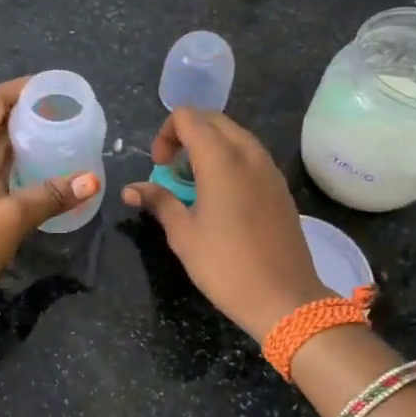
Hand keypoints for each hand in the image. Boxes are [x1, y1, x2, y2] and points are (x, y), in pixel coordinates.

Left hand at [0, 77, 98, 305]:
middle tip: (73, 113)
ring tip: (69, 136)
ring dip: (31, 141)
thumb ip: (51, 195)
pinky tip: (53, 171)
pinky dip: (27, 167)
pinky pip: (5, 173)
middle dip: (33, 113)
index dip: (24, 88)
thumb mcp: (11, 216)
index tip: (58, 87)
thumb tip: (93, 181)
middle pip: (0, 122)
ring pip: (4, 149)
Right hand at [121, 109, 328, 340]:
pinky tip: (221, 197)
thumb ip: (158, 202)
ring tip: (195, 184)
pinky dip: (230, 160)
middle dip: (186, 135)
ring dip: (209, 147)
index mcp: (221, 159)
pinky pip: (251, 156)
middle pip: (213, 120)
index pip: (188, 117)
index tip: (159, 167)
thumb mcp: (183, 234)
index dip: (166, 134)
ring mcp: (270, 169)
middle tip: (172, 170)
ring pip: (235, 136)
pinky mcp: (281, 187)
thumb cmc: (225, 266)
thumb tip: (131, 189)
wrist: (284, 299)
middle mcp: (249, 154)